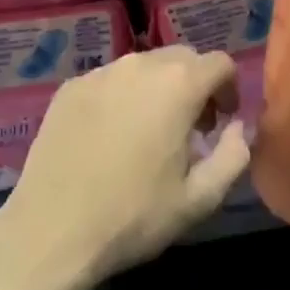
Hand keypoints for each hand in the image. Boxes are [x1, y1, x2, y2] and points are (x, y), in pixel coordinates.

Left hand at [0, 46, 249, 283]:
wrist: (51, 231)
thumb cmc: (133, 216)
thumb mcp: (198, 200)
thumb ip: (233, 157)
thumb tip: (238, 129)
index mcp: (179, 84)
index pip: (220, 63)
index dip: (229, 89)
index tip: (221, 122)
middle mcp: (141, 64)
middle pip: (182, 58)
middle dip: (195, 85)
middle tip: (191, 128)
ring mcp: (101, 71)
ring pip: (144, 66)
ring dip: (158, 89)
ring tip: (149, 132)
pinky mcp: (71, 86)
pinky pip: (110, 79)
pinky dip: (122, 96)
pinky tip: (109, 136)